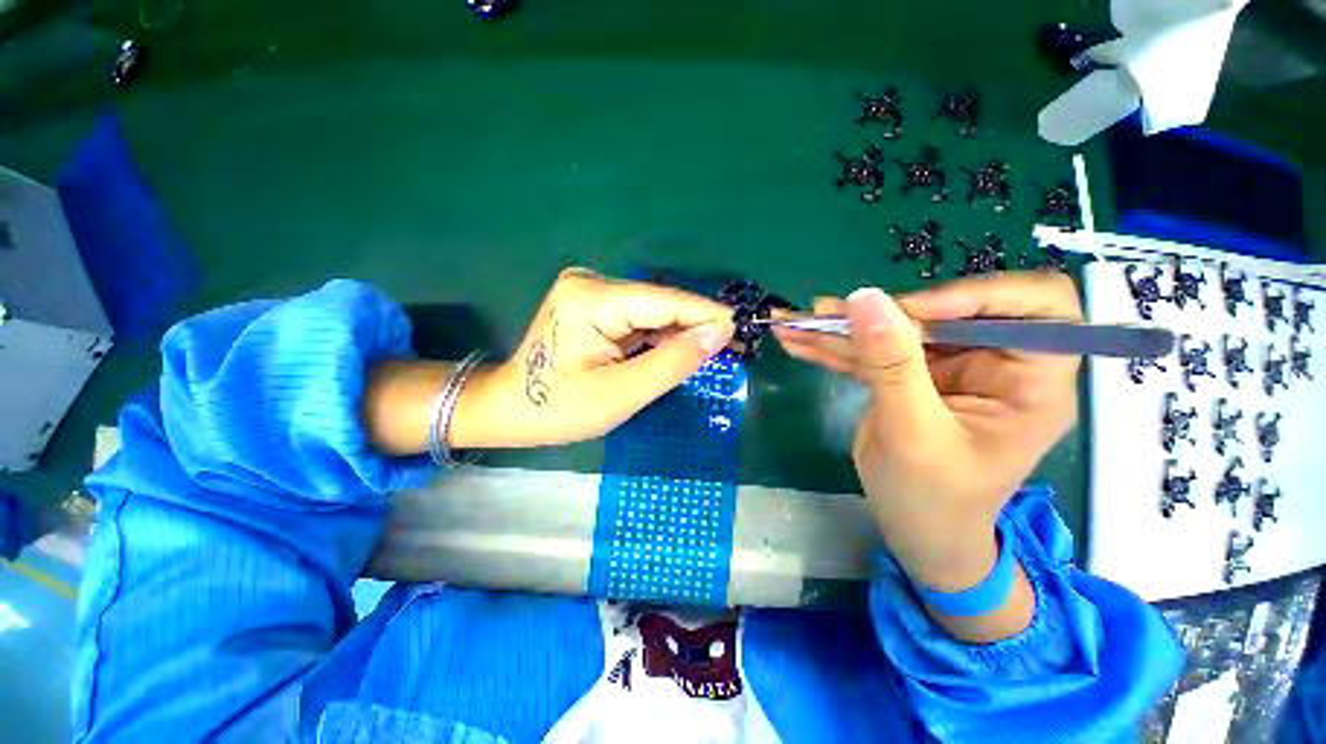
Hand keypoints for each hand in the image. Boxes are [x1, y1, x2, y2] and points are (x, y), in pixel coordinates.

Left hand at [365, 269, 735, 453]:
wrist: (510, 408)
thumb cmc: (558, 409)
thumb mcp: (621, 393)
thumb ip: (672, 362)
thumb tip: (718, 334)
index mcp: (593, 298)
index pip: (665, 302)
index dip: (707, 315)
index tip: (744, 329)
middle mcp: (593, 283)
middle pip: (661, 304)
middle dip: (697, 326)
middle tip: (736, 346)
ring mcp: (592, 292)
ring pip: (653, 312)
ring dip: (682, 333)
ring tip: (716, 351)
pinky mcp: (595, 306)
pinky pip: (640, 320)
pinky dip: (662, 337)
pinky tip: (682, 350)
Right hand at [775, 272, 1080, 639]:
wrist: (914, 532)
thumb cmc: (934, 499)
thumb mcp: (914, 433)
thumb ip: (892, 364)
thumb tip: (865, 298)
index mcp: (1030, 379)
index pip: (1037, 305)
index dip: (979, 294)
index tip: (915, 310)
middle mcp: (992, 364)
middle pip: (944, 312)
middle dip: (881, 312)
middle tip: (826, 315)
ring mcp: (945, 369)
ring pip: (896, 330)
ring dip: (842, 328)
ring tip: (794, 324)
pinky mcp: (908, 378)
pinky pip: (870, 352)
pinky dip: (833, 348)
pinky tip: (797, 342)